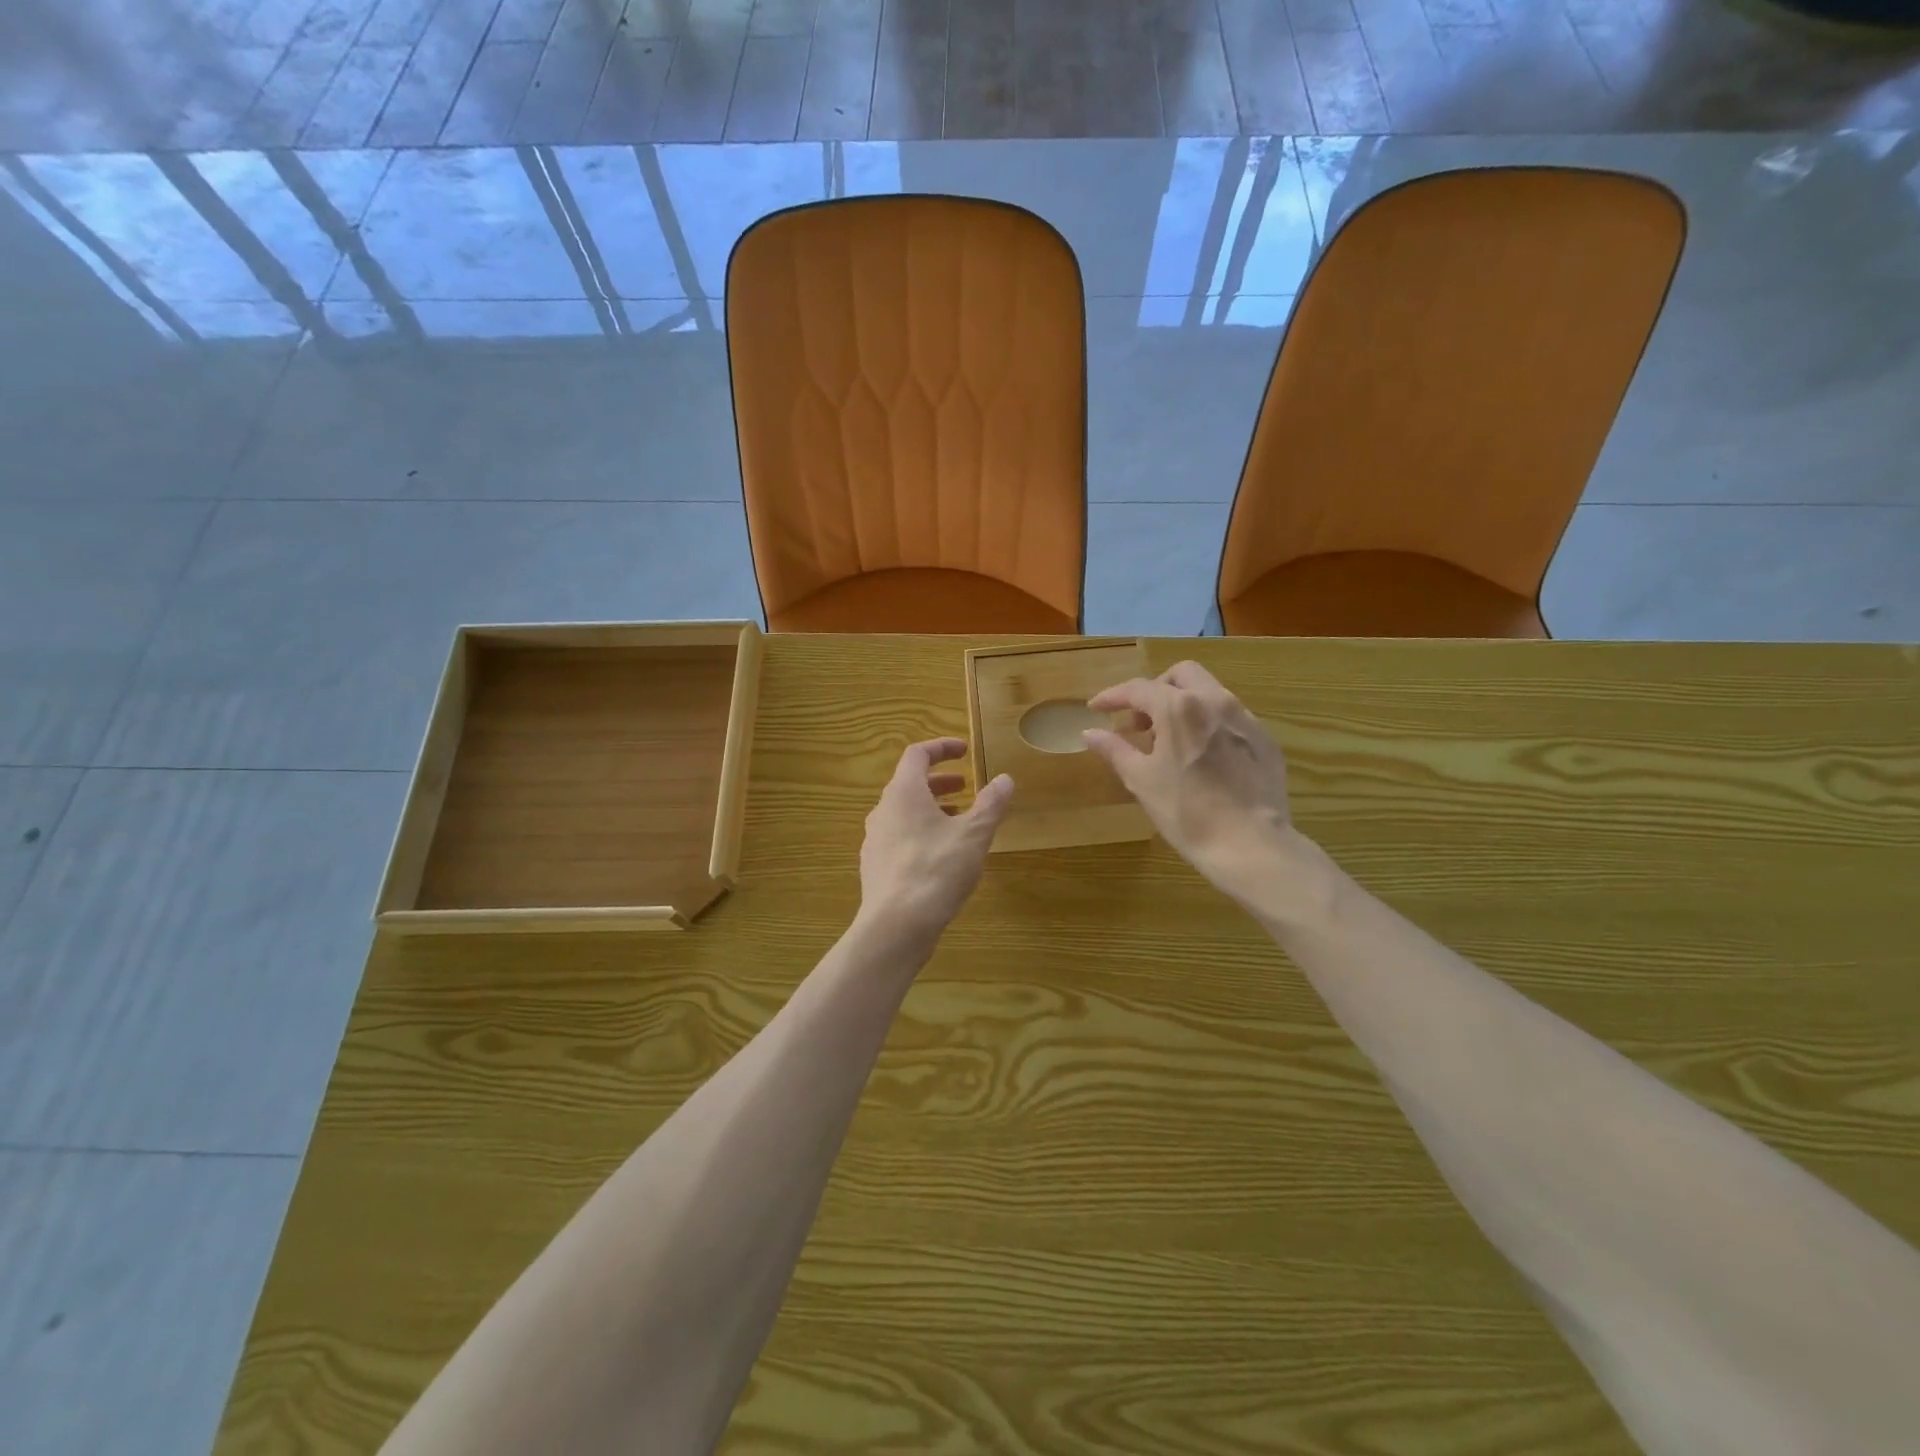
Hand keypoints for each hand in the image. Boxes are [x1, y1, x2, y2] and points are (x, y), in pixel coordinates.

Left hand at [857, 739, 1013, 953]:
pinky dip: (921, 832)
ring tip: (958, 820)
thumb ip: (990, 804)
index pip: (917, 755)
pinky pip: (899, 837)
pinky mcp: (875, 867)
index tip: (964, 750)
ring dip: (931, 808)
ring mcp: (875, 840)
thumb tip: (1005, 779)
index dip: (942, 748)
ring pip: (904, 812)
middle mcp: (883, 811)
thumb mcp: (973, 835)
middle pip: (909, 784)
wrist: (896, 926)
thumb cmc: (936, 870)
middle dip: (939, 781)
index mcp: (903, 793)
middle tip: (965, 786)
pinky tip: (941, 855)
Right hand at [1083, 662, 1294, 905]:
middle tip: (1140, 722)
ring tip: (1171, 741)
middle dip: (1155, 690)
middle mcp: (1215, 701)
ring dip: (1184, 705)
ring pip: (1210, 692)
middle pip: (1181, 675)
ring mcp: (1245, 719)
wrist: (1251, 845)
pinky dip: (1209, 724)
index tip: (1096, 708)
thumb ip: (1115, 749)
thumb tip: (1090, 732)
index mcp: (1179, 707)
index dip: (1113, 696)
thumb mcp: (1141, 780)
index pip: (1138, 689)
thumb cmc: (1186, 812)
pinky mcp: (1266, 740)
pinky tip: (1203, 757)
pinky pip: (1231, 718)